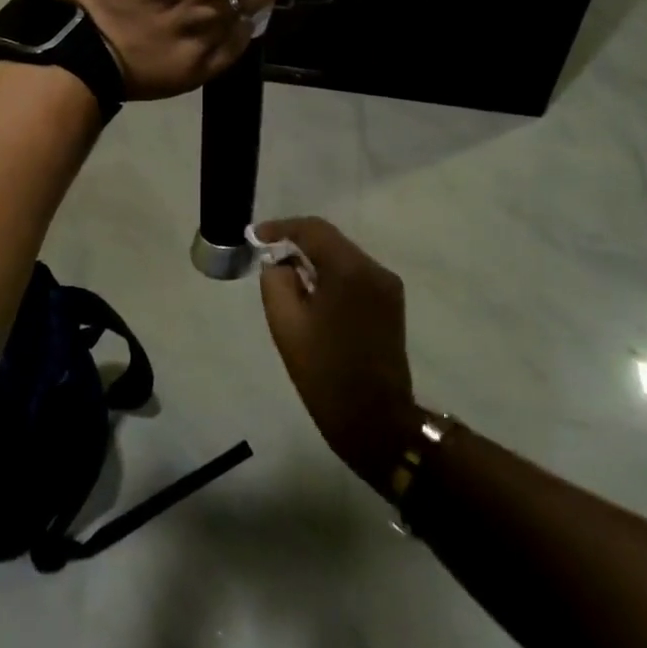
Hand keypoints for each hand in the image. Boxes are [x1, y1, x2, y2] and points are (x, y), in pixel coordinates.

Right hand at [255, 217, 421, 496]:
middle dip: (298, 243)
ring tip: (286, 276)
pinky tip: (313, 293)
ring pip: (344, 257)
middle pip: (331, 240)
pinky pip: (355, 275)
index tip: (255, 237)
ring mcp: (388, 286)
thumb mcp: (286, 325)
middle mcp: (375, 269)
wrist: (375, 420)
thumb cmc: (325, 373)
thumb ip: (276, 281)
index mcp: (350, 270)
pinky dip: (332, 276)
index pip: (314, 229)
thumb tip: (279, 262)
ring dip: (315, 260)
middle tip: (267, 255)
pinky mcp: (391, 303)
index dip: (281, 227)